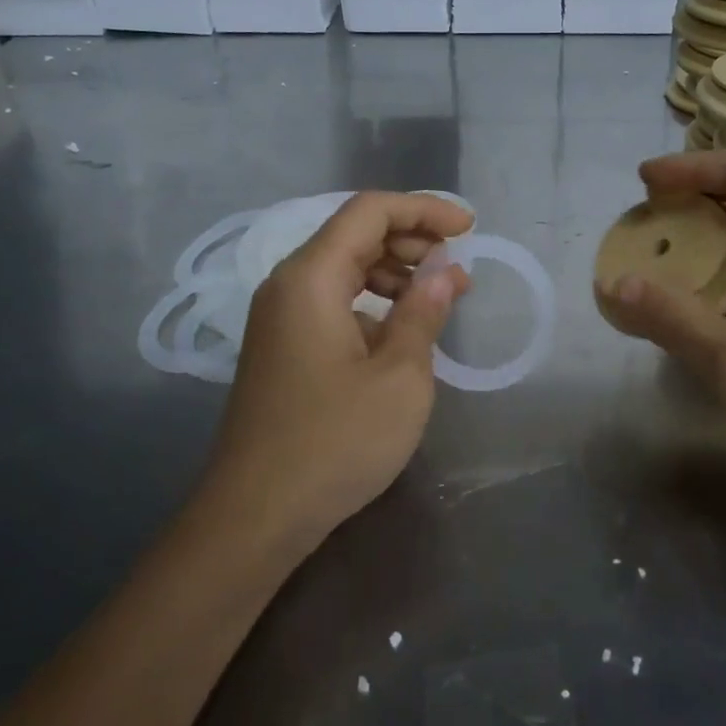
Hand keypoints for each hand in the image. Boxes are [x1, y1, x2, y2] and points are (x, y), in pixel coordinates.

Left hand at [209, 192, 471, 549]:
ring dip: (395, 271)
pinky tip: (401, 331)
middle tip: (457, 267)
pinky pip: (333, 301)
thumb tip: (446, 270)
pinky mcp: (283, 346)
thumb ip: (423, 312)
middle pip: (354, 234)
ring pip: (344, 267)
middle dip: (412, 239)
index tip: (469, 230)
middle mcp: (288, 285)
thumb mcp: (399, 376)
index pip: (369, 211)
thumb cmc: (334, 441)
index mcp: (311, 277)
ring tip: (439, 298)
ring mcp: (280, 317)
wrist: (255, 516)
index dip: (424, 209)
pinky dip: (372, 301)